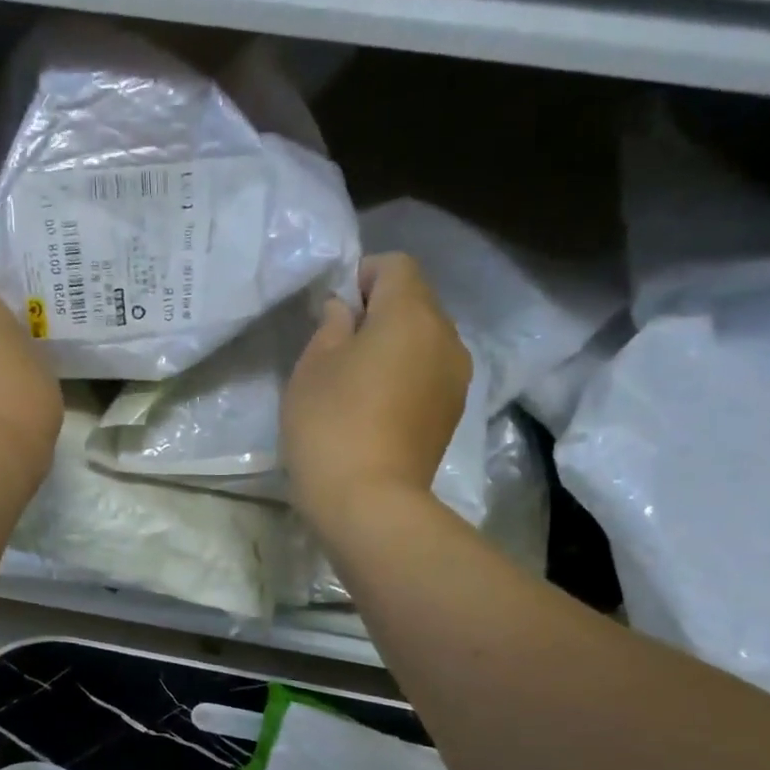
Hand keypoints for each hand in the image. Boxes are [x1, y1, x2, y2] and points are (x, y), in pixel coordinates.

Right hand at [282, 253, 471, 535]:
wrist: (370, 504)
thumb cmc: (331, 426)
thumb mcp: (312, 367)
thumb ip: (331, 325)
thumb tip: (345, 310)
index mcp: (411, 314)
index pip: (395, 266)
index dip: (362, 276)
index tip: (334, 312)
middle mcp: (446, 336)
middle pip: (416, 302)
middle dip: (380, 312)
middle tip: (340, 349)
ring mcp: (456, 378)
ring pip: (425, 341)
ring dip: (396, 347)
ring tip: (359, 383)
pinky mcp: (453, 413)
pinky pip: (430, 374)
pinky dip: (407, 377)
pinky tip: (378, 410)